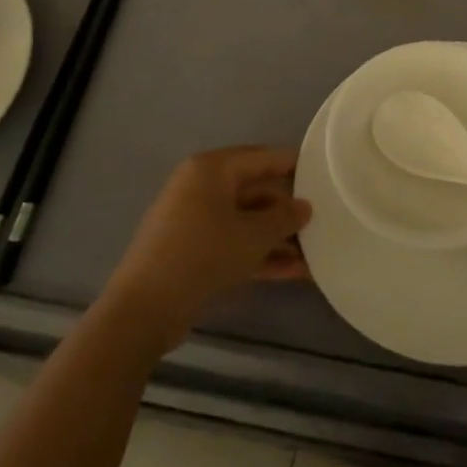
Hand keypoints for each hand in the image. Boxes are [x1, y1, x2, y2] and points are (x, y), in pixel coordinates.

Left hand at [104, 147, 310, 348]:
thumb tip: (304, 207)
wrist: (144, 309)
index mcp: (211, 168)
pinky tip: (292, 272)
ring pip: (245, 221)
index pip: (261, 157)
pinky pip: (232, 243)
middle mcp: (200, 187)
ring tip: (313, 253)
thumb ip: (284, 217)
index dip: (293, 165)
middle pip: (254, 190)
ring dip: (276, 237)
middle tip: (321, 221)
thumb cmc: (203, 254)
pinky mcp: (191, 251)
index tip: (322, 174)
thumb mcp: (253, 235)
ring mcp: (193, 220)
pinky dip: (258, 253)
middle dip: (286, 210)